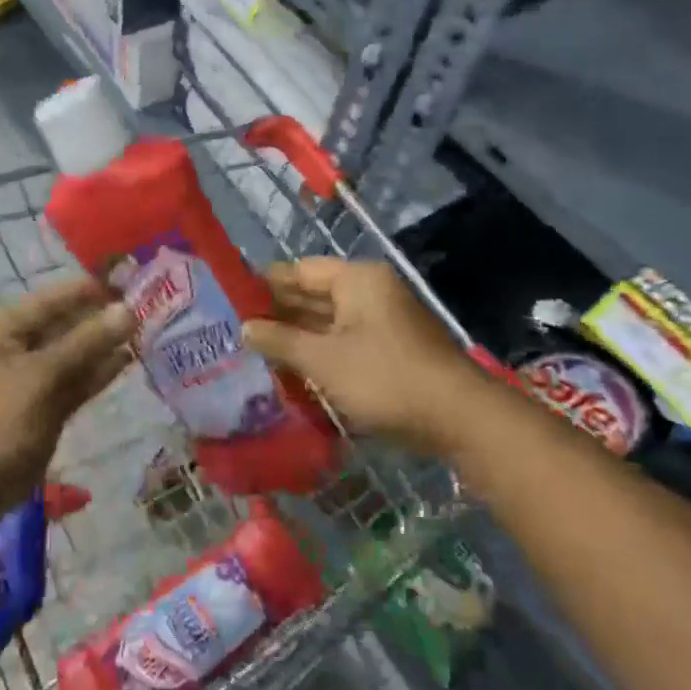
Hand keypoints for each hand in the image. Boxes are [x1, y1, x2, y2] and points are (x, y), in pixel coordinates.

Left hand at [0, 277, 135, 517]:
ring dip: (105, 344)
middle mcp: (19, 345)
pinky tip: (128, 359)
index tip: (133, 282)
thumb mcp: (42, 375)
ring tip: (146, 331)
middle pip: (67, 322)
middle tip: (147, 308)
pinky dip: (99, 371)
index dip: (92, 289)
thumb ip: (86, 342)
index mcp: (6, 327)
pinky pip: (76, 379)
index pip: (56, 297)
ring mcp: (33, 376)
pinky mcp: (47, 404)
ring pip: (75, 352)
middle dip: (103, 317)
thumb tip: (127, 310)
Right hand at [244, 259, 484, 455]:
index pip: (300, 271)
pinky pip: (345, 342)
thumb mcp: (323, 360)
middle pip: (315, 295)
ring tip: (256, 349)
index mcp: (356, 280)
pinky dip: (320, 352)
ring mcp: (384, 322)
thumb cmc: (384, 377)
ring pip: (329, 321)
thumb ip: (281, 341)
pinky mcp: (391, 350)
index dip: (265, 283)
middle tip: (237, 327)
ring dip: (298, 335)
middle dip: (279, 312)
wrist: (458, 418)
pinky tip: (293, 368)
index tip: (232, 297)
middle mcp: (371, 292)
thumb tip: (245, 328)